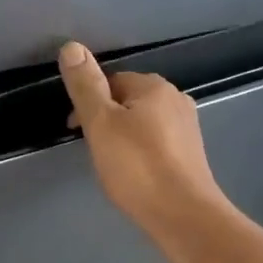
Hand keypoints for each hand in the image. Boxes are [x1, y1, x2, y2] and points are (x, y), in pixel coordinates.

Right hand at [58, 41, 226, 242]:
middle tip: (91, 148)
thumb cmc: (137, 168)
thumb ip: (85, 87)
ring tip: (111, 163)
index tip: (74, 129)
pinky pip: (157, 143)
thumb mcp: (101, 124)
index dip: (88, 101)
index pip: (112, 80)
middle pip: (129, 100)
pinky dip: (141, 151)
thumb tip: (71, 46)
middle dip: (107, 118)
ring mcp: (188, 128)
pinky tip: (134, 173)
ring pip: (144, 122)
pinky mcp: (191, 155)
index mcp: (154, 87)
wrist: (183, 215)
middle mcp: (176, 100)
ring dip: (124, 135)